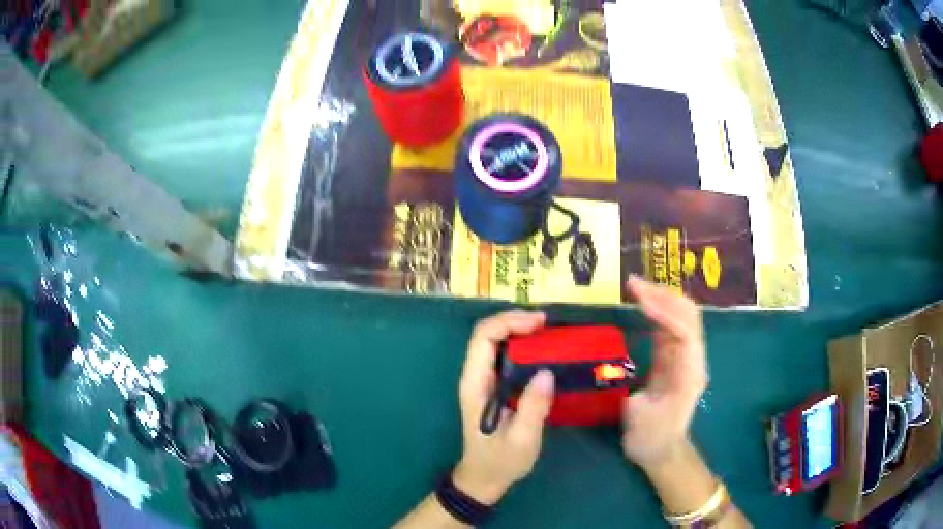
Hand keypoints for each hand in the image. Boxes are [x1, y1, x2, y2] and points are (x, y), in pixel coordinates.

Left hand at [454, 310, 554, 504]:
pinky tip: (541, 349)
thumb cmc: (501, 461)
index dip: (509, 322)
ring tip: (547, 331)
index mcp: (476, 384)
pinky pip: (504, 355)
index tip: (540, 323)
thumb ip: (533, 408)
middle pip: (487, 333)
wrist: (484, 477)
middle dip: (515, 320)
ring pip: (494, 341)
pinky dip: (522, 344)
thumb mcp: (522, 440)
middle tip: (547, 324)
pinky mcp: (493, 386)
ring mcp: (483, 380)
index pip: (483, 338)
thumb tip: (547, 372)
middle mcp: (475, 376)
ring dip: (518, 329)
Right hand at [622, 277, 707, 471]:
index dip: (665, 312)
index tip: (640, 300)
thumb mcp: (638, 416)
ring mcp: (684, 357)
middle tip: (633, 285)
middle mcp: (692, 359)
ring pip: (680, 316)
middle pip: (688, 315)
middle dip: (663, 295)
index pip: (684, 331)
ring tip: (635, 287)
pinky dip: (656, 311)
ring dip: (660, 298)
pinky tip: (640, 304)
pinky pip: (669, 326)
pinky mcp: (673, 358)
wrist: (661, 451)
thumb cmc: (650, 438)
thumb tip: (614, 369)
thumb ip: (633, 387)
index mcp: (689, 372)